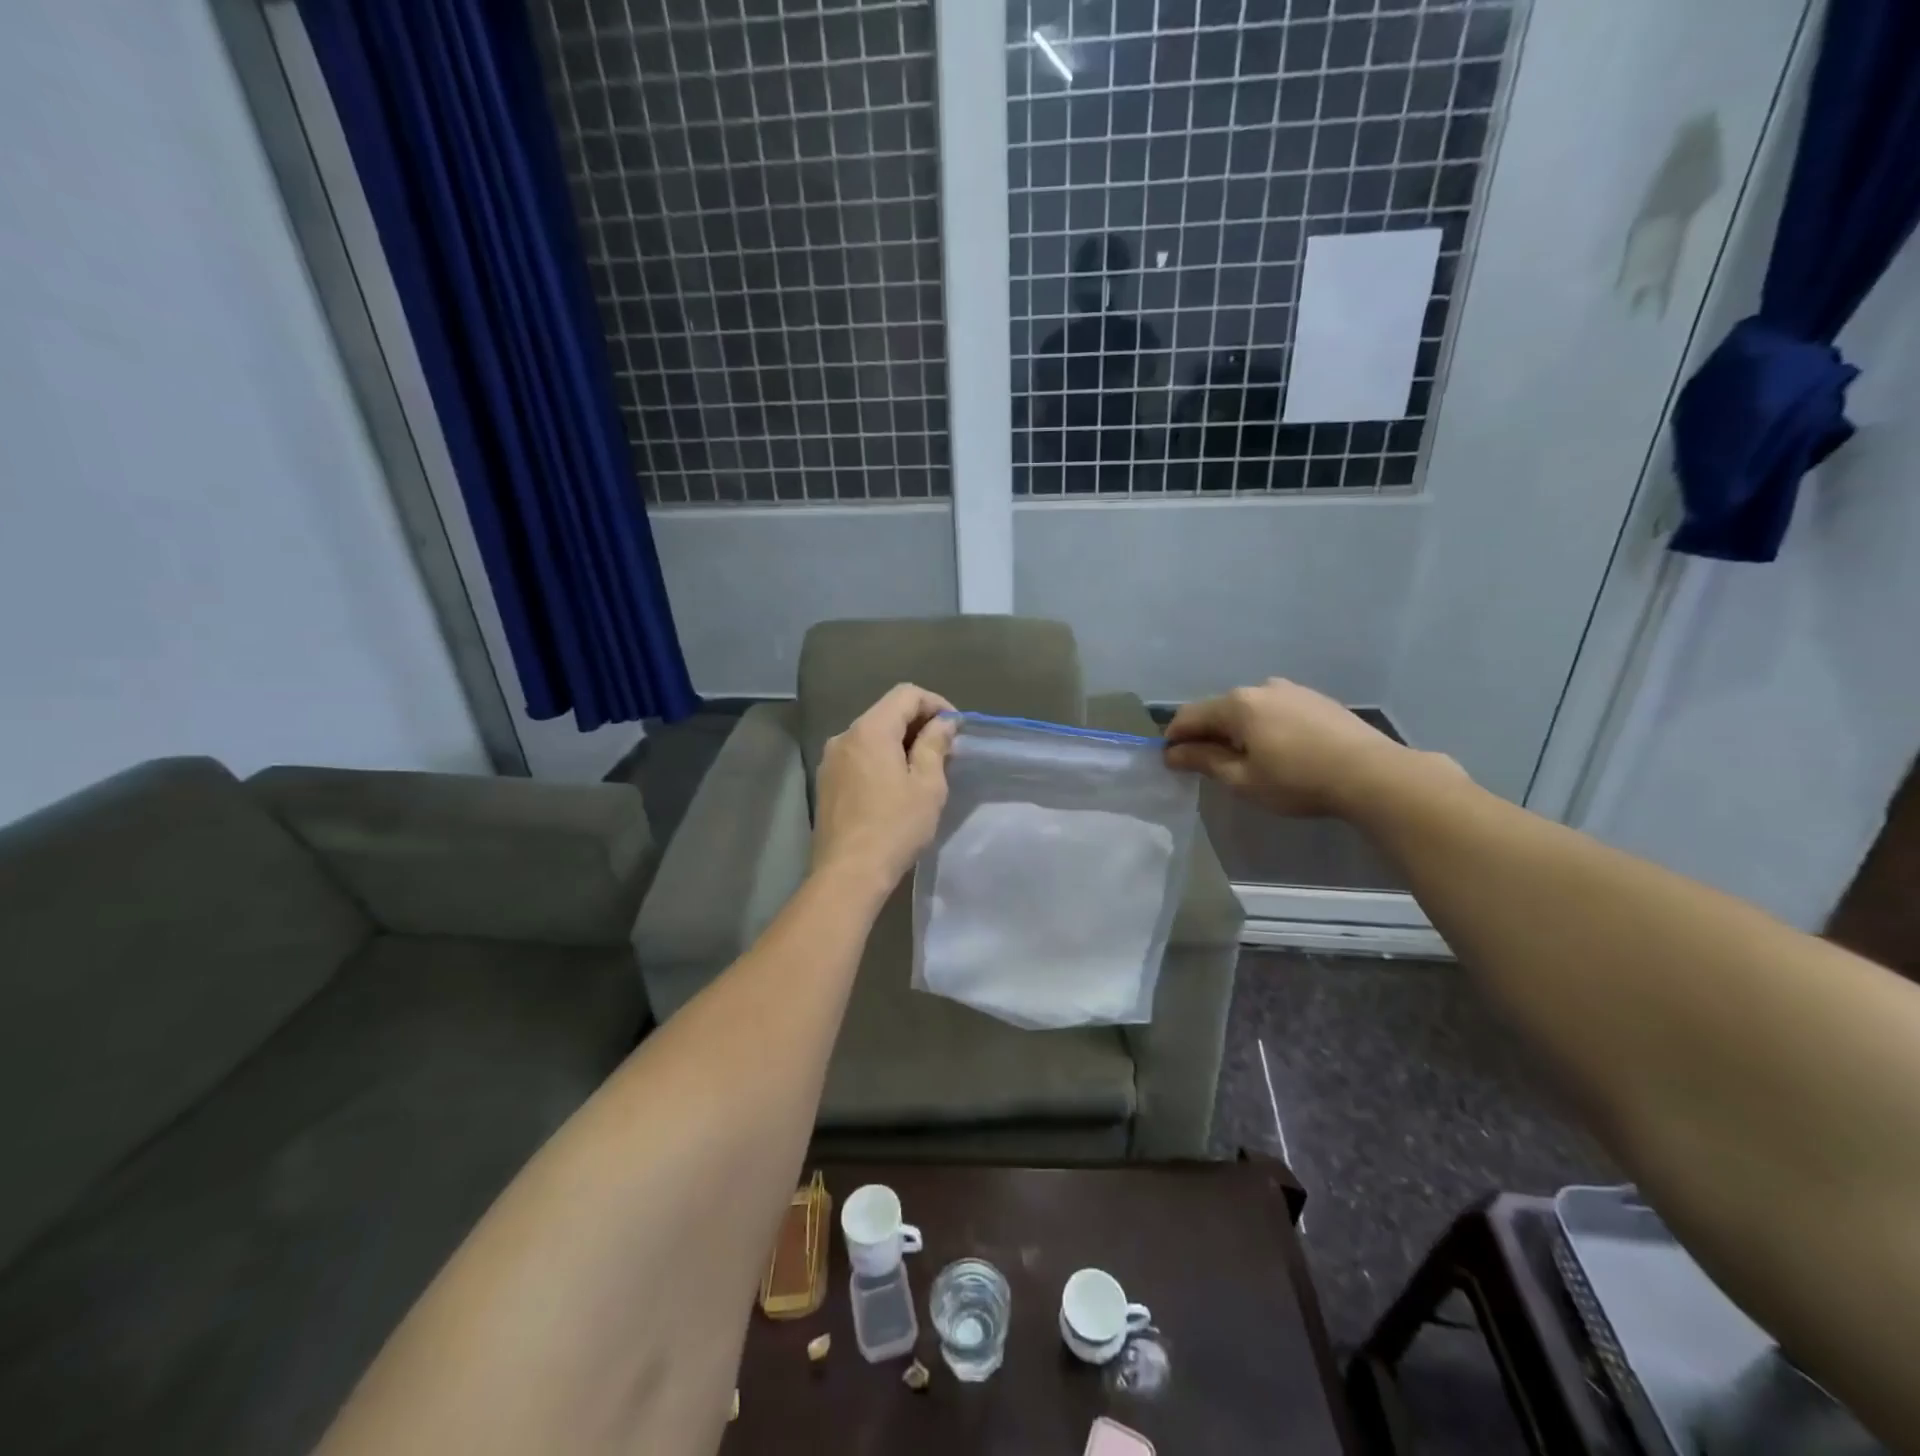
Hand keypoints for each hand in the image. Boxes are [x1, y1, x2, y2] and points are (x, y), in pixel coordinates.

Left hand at [812, 683, 957, 891]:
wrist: (848, 874)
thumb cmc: (895, 827)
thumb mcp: (927, 785)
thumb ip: (935, 744)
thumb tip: (944, 722)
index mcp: (870, 730)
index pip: (906, 694)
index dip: (936, 704)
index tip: (956, 729)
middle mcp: (844, 736)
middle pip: (887, 712)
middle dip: (919, 724)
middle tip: (946, 751)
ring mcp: (831, 760)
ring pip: (872, 735)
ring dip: (900, 743)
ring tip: (924, 770)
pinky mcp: (826, 783)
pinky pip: (859, 756)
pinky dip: (882, 759)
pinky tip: (896, 786)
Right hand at [1165, 678, 1446, 816]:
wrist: (1372, 774)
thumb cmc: (1297, 780)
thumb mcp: (1242, 779)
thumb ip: (1204, 761)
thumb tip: (1173, 753)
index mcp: (1237, 704)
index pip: (1189, 716)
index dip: (1175, 739)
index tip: (1171, 763)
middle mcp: (1261, 687)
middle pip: (1220, 709)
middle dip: (1207, 734)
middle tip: (1207, 765)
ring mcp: (1292, 690)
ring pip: (1250, 709)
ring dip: (1238, 730)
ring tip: (1246, 760)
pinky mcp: (1317, 699)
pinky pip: (1276, 710)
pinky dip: (1265, 727)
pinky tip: (1279, 751)